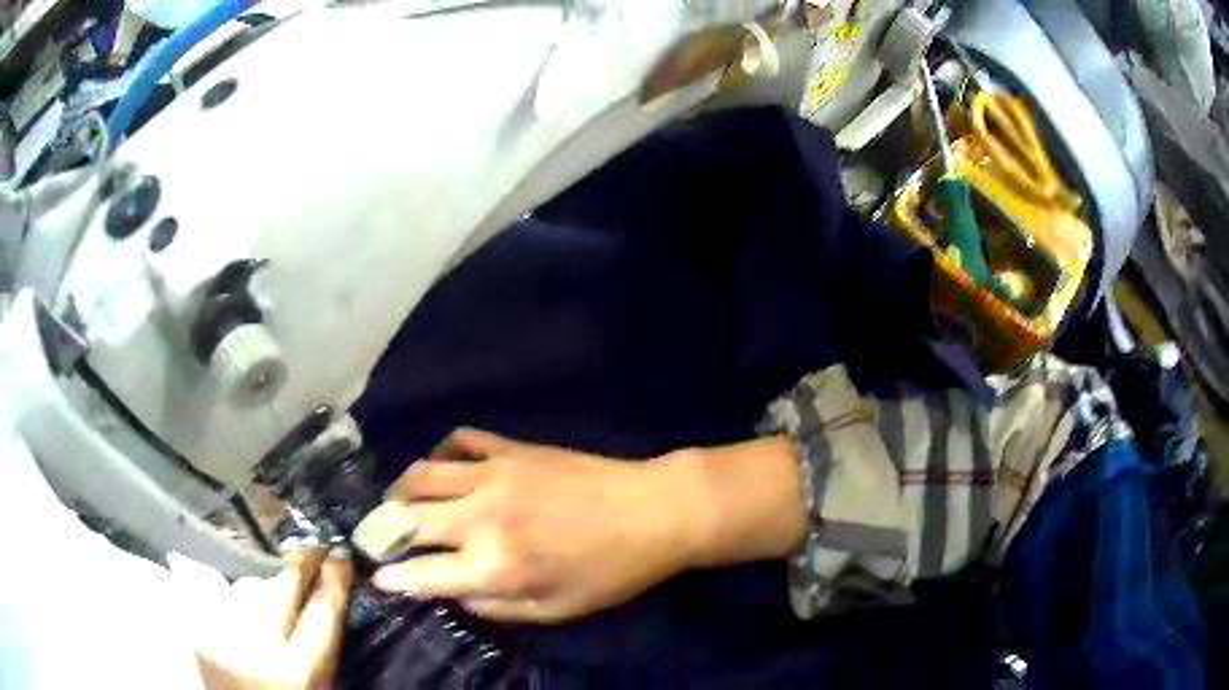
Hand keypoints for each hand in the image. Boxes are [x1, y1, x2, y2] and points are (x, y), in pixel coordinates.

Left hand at [191, 539, 352, 689]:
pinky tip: (249, 608)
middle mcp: (256, 647)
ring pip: (251, 585)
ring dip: (269, 583)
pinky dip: (242, 597)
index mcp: (298, 671)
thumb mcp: (323, 686)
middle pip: (281, 586)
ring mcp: (222, 634)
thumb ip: (325, 644)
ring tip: (279, 593)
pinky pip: (228, 597)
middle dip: (301, 561)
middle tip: (314, 545)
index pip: (321, 610)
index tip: (341, 554)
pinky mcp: (201, 628)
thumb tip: (330, 591)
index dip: (334, 578)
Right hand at [371, 429, 702, 622]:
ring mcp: (492, 475)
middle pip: (407, 521)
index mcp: (494, 566)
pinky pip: (458, 440)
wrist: (651, 512)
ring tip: (396, 504)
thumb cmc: (610, 572)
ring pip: (421, 475)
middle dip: (382, 533)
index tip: (378, 578)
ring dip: (399, 492)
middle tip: (376, 540)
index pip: (421, 573)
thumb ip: (497, 608)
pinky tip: (442, 468)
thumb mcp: (556, 610)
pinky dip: (440, 453)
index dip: (392, 578)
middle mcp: (480, 517)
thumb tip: (456, 594)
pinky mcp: (511, 448)